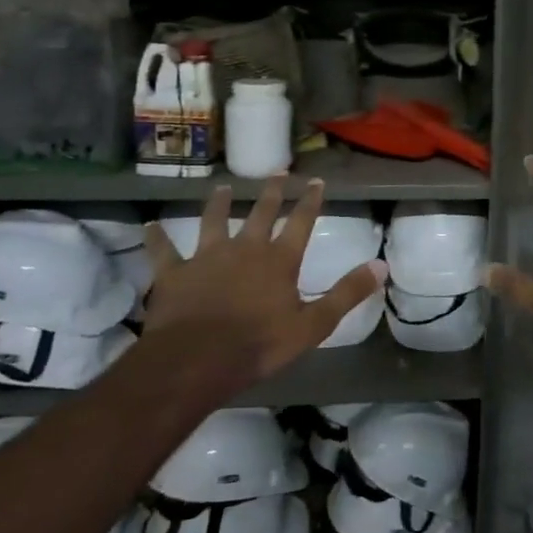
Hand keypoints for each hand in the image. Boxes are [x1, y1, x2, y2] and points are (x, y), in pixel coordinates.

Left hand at [139, 178, 384, 391]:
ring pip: (213, 221)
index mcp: (279, 260)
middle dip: (271, 191)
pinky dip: (158, 238)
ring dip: (218, 204)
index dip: (310, 200)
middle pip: (260, 212)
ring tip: (221, 188)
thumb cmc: (259, 344)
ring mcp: (206, 257)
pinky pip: (164, 251)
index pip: (301, 221)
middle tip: (277, 171)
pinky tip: (151, 226)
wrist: (196, 360)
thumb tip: (381, 265)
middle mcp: (245, 248)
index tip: (316, 181)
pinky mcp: (174, 273)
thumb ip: (347, 293)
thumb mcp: (314, 324)